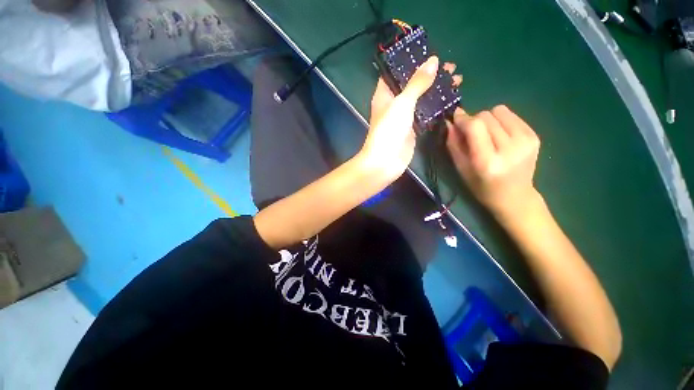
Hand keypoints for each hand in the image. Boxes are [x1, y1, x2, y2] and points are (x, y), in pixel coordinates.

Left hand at [359, 56, 439, 180]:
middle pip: (413, 84)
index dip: (411, 62)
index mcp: (385, 94)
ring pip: (421, 99)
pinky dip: (437, 107)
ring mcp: (404, 117)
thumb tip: (433, 61)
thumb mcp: (402, 102)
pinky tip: (451, 100)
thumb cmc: (389, 130)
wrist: (385, 162)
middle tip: (451, 68)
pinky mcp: (413, 129)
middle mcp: (393, 104)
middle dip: (430, 75)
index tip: (430, 54)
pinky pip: (426, 114)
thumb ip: (417, 82)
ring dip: (437, 90)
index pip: (396, 72)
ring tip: (457, 80)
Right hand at [446, 105, 541, 221]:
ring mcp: (526, 140)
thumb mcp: (461, 169)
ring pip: (499, 111)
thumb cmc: (481, 187)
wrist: (515, 197)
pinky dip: (500, 121)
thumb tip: (450, 123)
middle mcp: (510, 148)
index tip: (454, 118)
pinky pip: (511, 115)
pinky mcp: (534, 135)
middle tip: (470, 134)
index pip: (475, 127)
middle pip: (486, 116)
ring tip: (486, 135)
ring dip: (487, 120)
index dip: (463, 119)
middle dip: (473, 121)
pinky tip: (499, 136)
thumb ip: (454, 145)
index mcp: (488, 162)